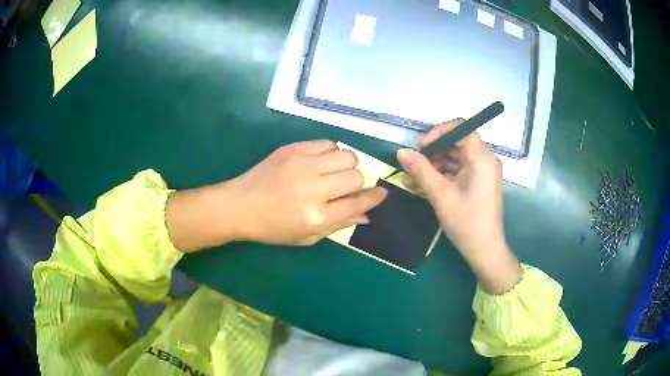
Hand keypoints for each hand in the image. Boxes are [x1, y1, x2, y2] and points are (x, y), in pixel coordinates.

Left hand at [166, 140, 386, 251]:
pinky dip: (330, 152)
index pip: (358, 203)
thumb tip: (367, 214)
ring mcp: (303, 165)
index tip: (381, 193)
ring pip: (346, 155)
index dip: (374, 198)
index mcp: (316, 216)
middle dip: (358, 182)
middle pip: (356, 175)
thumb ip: (339, 224)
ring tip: (334, 172)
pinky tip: (320, 162)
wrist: (240, 205)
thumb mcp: (307, 237)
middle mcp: (313, 189)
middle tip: (346, 186)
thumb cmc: (273, 228)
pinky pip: (327, 143)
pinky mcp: (293, 149)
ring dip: (347, 165)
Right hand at [397, 120, 520, 293]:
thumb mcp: (441, 195)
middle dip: (432, 152)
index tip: (421, 147)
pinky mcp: (478, 183)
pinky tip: (422, 186)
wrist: (484, 250)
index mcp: (481, 157)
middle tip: (413, 165)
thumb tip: (401, 152)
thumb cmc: (466, 222)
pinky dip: (442, 176)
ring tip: (411, 179)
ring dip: (433, 166)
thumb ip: (421, 170)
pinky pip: (458, 171)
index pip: (460, 128)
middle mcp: (485, 160)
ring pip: (455, 158)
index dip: (438, 133)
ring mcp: (482, 172)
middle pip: (456, 144)